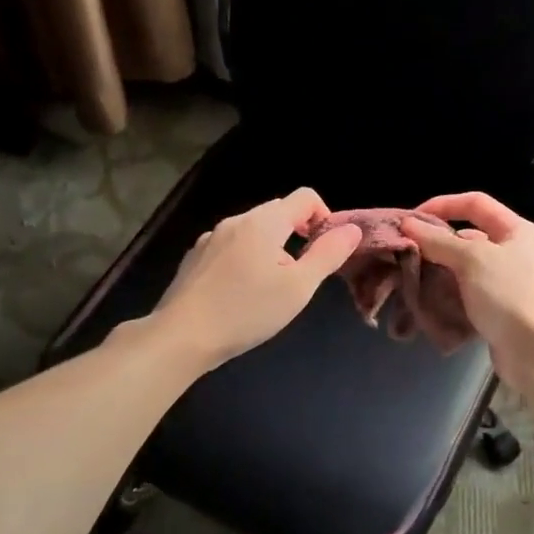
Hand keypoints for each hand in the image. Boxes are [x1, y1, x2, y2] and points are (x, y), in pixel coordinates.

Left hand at [151, 189, 362, 371]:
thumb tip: (352, 229)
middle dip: (297, 237)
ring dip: (271, 251)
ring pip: (253, 232)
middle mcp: (236, 221)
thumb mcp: (298, 288)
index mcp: (264, 222)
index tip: (325, 252)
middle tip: (300, 277)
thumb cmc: (246, 311)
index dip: (324, 217)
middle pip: (278, 213)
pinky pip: (231, 248)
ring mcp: (210, 238)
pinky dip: (245, 261)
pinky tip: (239, 295)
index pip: (305, 197)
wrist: (182, 336)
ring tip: (269, 291)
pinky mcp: (195, 258)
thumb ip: (327, 255)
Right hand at [401, 192, 533, 389]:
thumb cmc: (508, 296)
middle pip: (469, 234)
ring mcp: (508, 281)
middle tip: (406, 250)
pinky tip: (428, 297)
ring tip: (411, 274)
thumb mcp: (471, 260)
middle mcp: (515, 251)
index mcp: (516, 230)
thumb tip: (408, 224)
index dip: (442, 205)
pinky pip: (468, 291)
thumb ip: (438, 241)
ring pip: (466, 265)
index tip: (411, 220)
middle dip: (437, 240)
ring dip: (440, 268)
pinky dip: (449, 292)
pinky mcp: (500, 308)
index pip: (475, 203)